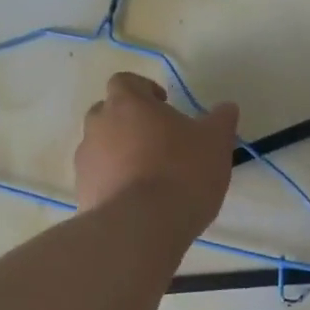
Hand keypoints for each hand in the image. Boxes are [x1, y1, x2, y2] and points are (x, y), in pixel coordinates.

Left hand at [74, 73, 238, 238]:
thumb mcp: (215, 143)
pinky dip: (114, 184)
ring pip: (102, 148)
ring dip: (121, 155)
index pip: (126, 82)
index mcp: (127, 103)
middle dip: (130, 123)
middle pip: (109, 113)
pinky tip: (138, 202)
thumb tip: (226, 108)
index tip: (163, 105)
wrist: (140, 227)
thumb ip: (220, 121)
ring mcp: (85, 161)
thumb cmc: (181, 173)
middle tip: (159, 141)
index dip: (144, 90)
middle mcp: (98, 126)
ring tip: (149, 177)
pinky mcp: (82, 193)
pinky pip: (99, 179)